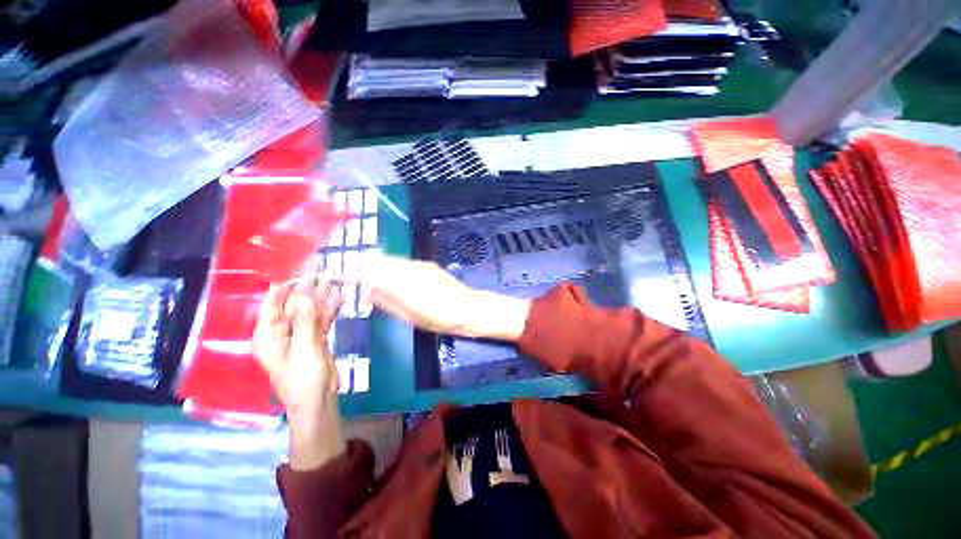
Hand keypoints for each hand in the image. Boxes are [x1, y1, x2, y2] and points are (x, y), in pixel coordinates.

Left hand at [253, 272, 345, 469]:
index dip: (284, 286)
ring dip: (321, 296)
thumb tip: (305, 294)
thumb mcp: (304, 348)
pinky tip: (339, 296)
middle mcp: (282, 331)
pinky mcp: (315, 338)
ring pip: (310, 310)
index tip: (298, 268)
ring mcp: (300, 334)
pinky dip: (330, 309)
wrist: (318, 401)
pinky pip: (322, 319)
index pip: (272, 303)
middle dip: (307, 288)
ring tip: (333, 277)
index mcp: (268, 334)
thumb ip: (306, 320)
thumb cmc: (302, 378)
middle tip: (321, 269)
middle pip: (294, 304)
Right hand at [359, 252, 530, 341]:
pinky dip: (395, 264)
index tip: (351, 273)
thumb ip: (388, 303)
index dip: (361, 272)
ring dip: (381, 262)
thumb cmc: (438, 320)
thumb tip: (371, 292)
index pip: (374, 274)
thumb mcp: (410, 317)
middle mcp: (409, 271)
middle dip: (368, 263)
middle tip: (357, 267)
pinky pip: (405, 262)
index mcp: (402, 286)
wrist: (467, 308)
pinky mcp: (428, 265)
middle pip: (382, 261)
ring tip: (371, 266)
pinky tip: (394, 270)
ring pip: (394, 259)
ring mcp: (420, 266)